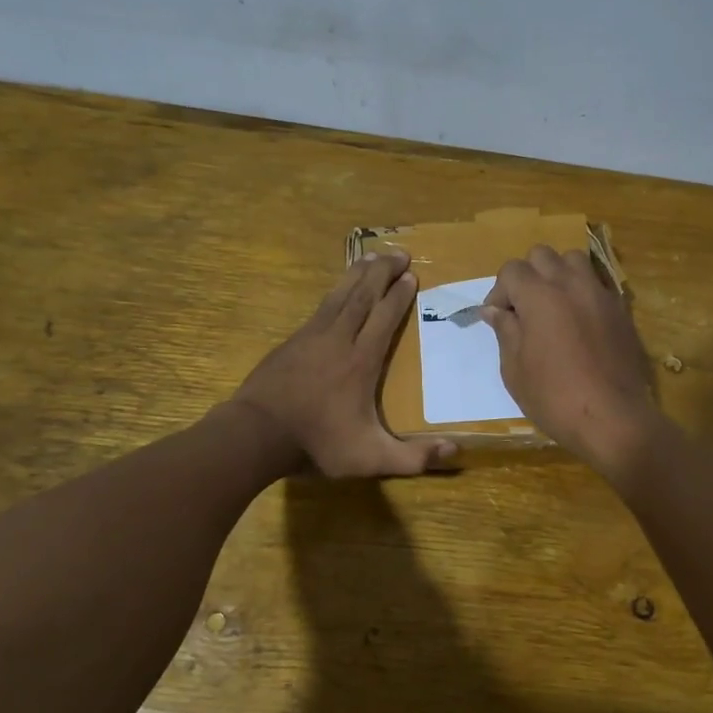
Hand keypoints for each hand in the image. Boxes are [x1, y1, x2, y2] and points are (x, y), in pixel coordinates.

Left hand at [230, 249, 456, 477]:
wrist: (256, 434)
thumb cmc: (318, 444)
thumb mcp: (371, 458)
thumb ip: (414, 458)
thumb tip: (456, 451)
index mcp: (362, 361)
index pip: (385, 317)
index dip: (399, 295)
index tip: (412, 276)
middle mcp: (340, 339)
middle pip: (364, 296)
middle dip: (383, 272)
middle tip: (399, 253)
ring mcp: (312, 336)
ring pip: (340, 294)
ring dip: (358, 273)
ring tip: (373, 257)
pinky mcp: (292, 341)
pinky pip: (321, 306)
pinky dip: (335, 290)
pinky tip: (338, 289)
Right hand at [482, 246, 663, 474]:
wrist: (613, 418)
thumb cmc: (554, 398)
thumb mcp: (515, 370)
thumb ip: (505, 332)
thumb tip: (494, 311)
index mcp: (539, 296)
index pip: (512, 270)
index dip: (499, 292)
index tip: (497, 319)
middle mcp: (571, 284)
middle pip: (542, 255)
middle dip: (527, 276)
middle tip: (522, 309)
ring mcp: (600, 294)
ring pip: (574, 261)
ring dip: (557, 275)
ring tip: (552, 306)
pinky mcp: (621, 310)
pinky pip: (597, 284)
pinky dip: (582, 291)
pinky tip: (578, 321)